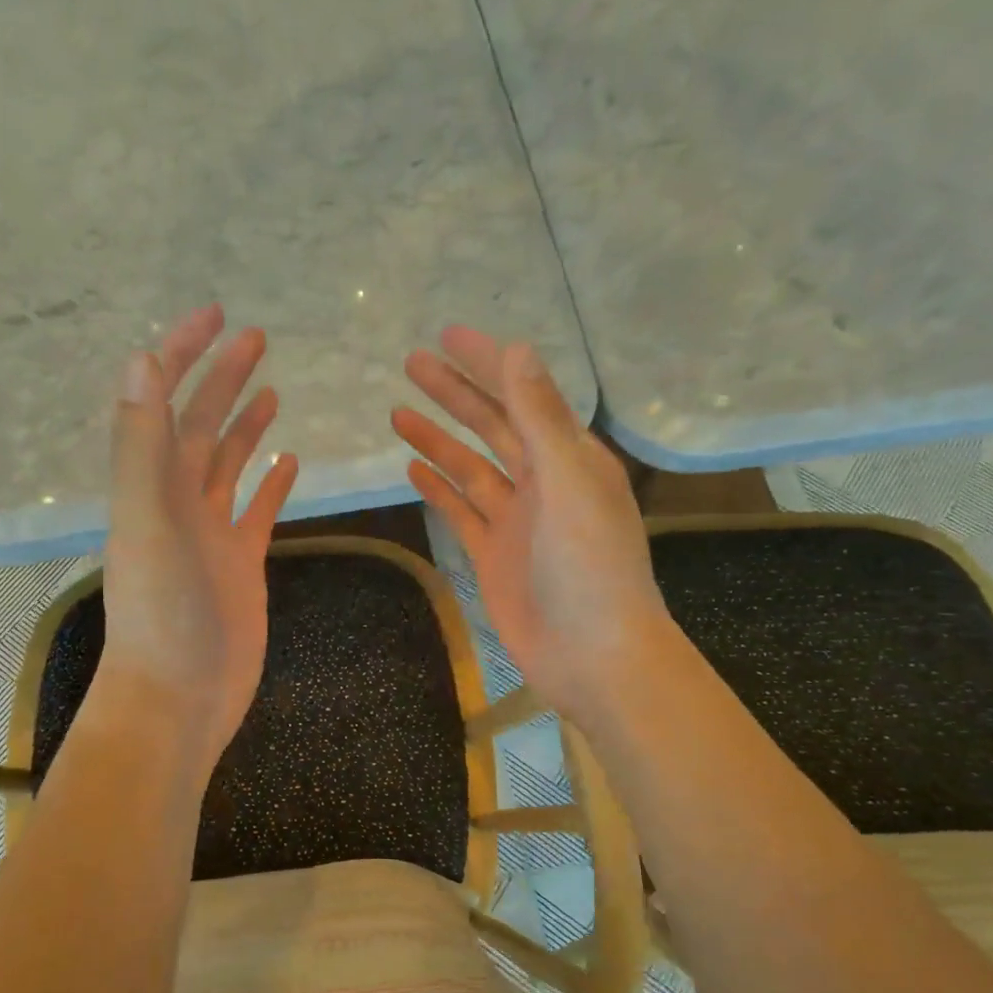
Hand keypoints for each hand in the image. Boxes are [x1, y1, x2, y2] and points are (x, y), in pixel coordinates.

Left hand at [102, 306, 298, 775]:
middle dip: (223, 378)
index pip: (165, 402)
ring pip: (229, 465)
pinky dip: (270, 484)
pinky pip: (257, 511)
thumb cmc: (162, 615)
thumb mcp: (145, 523)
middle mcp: (177, 501)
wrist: (180, 696)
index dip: (185, 355)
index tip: (218, 316)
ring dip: (245, 425)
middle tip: (256, 338)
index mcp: (151, 485)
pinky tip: (288, 463)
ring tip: (271, 391)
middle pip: (201, 426)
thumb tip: (140, 359)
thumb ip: (141, 445)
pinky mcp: (241, 563)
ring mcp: (211, 533)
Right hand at [392, 326, 670, 724]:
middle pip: (492, 426)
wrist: (594, 656)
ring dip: (438, 439)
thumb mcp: (569, 484)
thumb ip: (541, 419)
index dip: (487, 364)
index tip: (448, 336)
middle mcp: (543, 483)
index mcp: (571, 459)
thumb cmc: (591, 568)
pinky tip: (413, 469)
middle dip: (455, 393)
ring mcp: (516, 521)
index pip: (523, 396)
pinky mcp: (494, 556)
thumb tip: (517, 350)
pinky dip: (439, 489)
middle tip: (411, 363)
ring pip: (471, 468)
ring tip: (398, 411)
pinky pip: (461, 512)